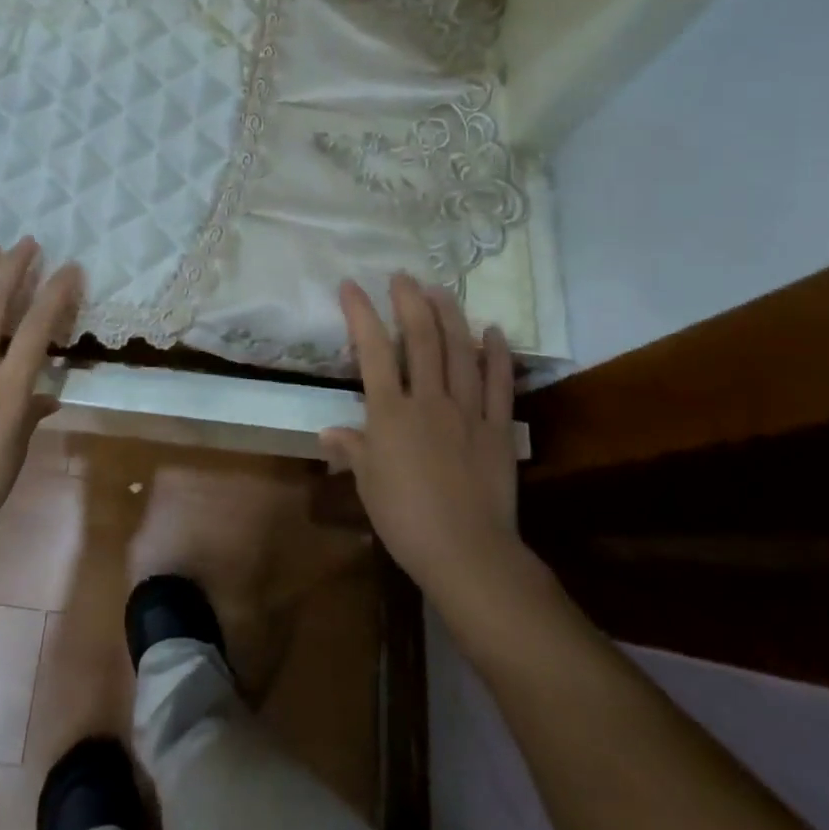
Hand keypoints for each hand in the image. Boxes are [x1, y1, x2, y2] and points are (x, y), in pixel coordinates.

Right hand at [321, 274, 533, 612]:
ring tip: (441, 290)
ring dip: (450, 316)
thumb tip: (329, 433)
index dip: (361, 314)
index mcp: (391, 413)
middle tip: (403, 277)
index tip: (351, 286)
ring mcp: (467, 411)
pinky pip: (499, 384)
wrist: (466, 552)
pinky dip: (497, 354)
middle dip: (409, 302)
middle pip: (421, 340)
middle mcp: (428, 401)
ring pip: (459, 352)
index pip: (373, 351)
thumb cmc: (406, 518)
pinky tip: (494, 331)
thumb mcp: (368, 483)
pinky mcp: (497, 428)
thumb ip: (352, 449)